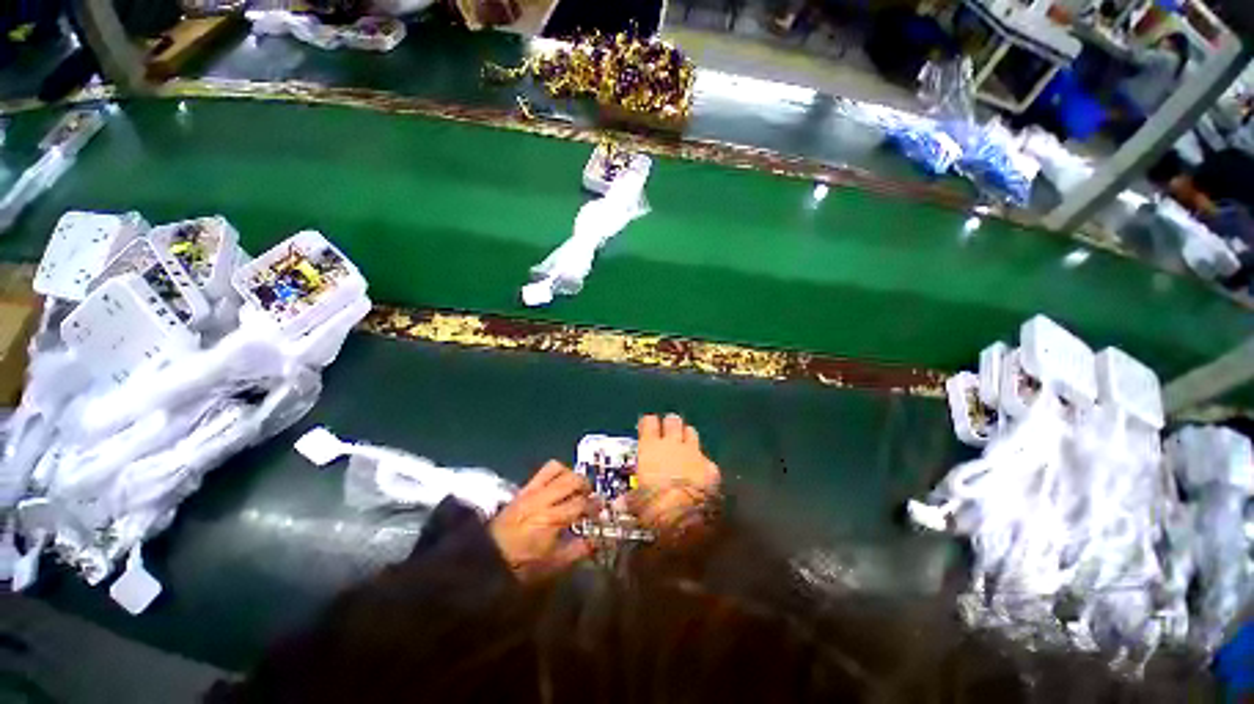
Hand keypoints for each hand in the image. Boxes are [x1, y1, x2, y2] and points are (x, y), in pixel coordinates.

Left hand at [489, 461, 593, 581]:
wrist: (487, 557)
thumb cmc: (522, 565)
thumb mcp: (553, 565)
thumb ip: (577, 551)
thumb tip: (595, 542)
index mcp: (551, 519)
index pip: (580, 504)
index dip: (593, 506)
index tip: (600, 509)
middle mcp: (543, 499)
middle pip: (572, 480)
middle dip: (585, 485)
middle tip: (590, 495)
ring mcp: (532, 491)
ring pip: (557, 468)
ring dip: (570, 474)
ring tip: (575, 486)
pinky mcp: (523, 488)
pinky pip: (543, 471)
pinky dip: (556, 473)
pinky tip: (558, 485)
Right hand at [631, 414, 720, 535]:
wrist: (688, 518)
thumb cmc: (654, 506)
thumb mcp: (637, 504)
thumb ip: (631, 500)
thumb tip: (620, 504)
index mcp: (650, 447)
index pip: (649, 422)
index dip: (648, 423)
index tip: (646, 428)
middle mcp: (672, 444)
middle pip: (673, 420)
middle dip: (670, 425)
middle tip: (667, 435)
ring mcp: (694, 452)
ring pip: (691, 432)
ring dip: (687, 437)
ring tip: (683, 448)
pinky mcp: (711, 466)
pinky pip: (706, 458)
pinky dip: (703, 464)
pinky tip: (701, 473)